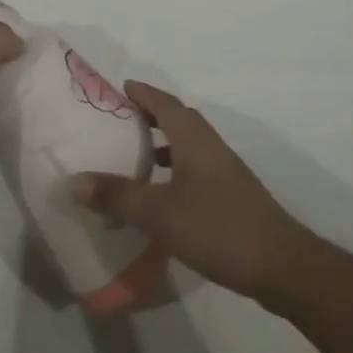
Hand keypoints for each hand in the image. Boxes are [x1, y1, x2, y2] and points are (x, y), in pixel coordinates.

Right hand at [70, 81, 311, 300]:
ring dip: (162, 145)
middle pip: (178, 120)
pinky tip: (160, 196)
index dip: (143, 93)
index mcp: (195, 139)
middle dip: (150, 116)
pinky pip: (194, 169)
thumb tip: (73, 181)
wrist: (280, 265)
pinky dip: (173, 171)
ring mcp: (224, 172)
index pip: (166, 103)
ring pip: (187, 146)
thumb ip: (117, 196)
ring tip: (132, 157)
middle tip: (118, 122)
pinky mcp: (230, 196)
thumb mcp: (159, 213)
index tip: (120, 88)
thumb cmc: (217, 227)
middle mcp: (211, 147)